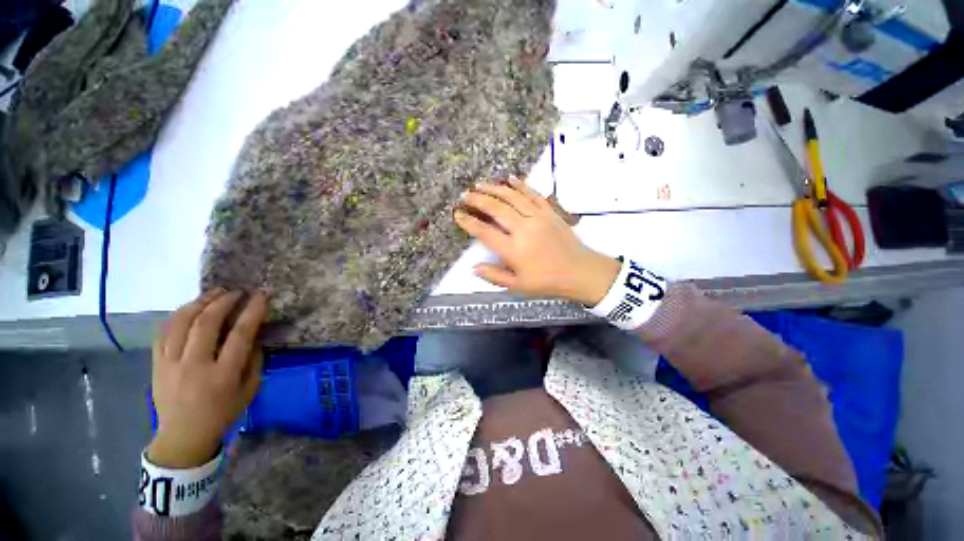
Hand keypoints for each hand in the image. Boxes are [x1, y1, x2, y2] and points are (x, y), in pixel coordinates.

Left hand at [147, 290, 267, 468]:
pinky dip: (177, 316)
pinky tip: (189, 308)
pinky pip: (163, 333)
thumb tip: (254, 335)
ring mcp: (171, 365)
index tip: (260, 295)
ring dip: (199, 303)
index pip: (240, 335)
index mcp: (223, 375)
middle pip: (206, 324)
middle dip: (223, 302)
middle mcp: (195, 366)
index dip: (252, 311)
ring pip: (181, 324)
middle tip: (236, 292)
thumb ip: (253, 360)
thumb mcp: (250, 389)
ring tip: (213, 293)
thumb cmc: (224, 412)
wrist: (184, 435)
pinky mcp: (157, 365)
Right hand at [454, 178, 619, 305]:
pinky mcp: (550, 212)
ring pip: (512, 197)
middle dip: (478, 199)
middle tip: (465, 194)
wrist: (580, 272)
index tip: (458, 214)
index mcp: (514, 250)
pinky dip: (520, 185)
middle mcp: (524, 229)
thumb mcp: (518, 286)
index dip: (469, 222)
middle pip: (496, 209)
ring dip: (495, 188)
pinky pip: (533, 194)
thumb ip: (495, 276)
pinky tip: (510, 178)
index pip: (485, 232)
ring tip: (481, 183)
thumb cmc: (547, 281)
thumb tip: (474, 267)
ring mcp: (538, 217)